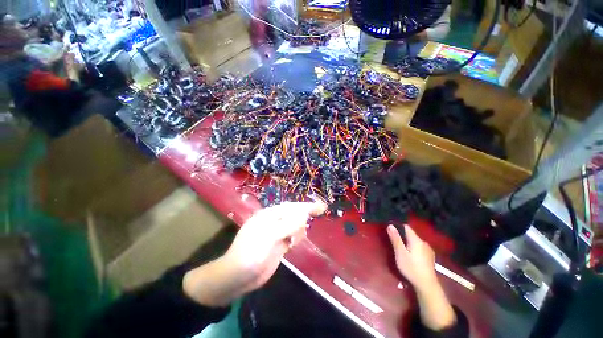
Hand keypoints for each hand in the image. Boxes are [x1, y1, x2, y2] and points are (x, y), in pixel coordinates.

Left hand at [224, 201, 326, 290]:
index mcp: (269, 215)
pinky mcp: (279, 245)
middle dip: (306, 214)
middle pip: (294, 214)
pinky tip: (294, 242)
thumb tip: (304, 215)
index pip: (291, 207)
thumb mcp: (269, 236)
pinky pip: (292, 236)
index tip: (321, 207)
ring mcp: (277, 233)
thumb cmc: (251, 253)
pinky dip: (297, 237)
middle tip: (319, 213)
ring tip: (294, 238)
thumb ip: (287, 225)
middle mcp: (274, 222)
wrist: (237, 277)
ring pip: (294, 225)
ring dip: (300, 228)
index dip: (306, 206)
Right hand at [388, 225, 456, 329]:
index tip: (391, 231)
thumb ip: (396, 239)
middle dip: (402, 236)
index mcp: (416, 240)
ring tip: (401, 250)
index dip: (398, 227)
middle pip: (411, 235)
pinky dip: (413, 249)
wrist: (427, 285)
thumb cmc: (411, 268)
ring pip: (415, 242)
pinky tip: (411, 256)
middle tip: (394, 243)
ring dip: (408, 243)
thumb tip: (390, 225)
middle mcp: (423, 242)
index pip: (406, 227)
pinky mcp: (430, 257)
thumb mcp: (400, 253)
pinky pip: (419, 248)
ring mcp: (428, 250)